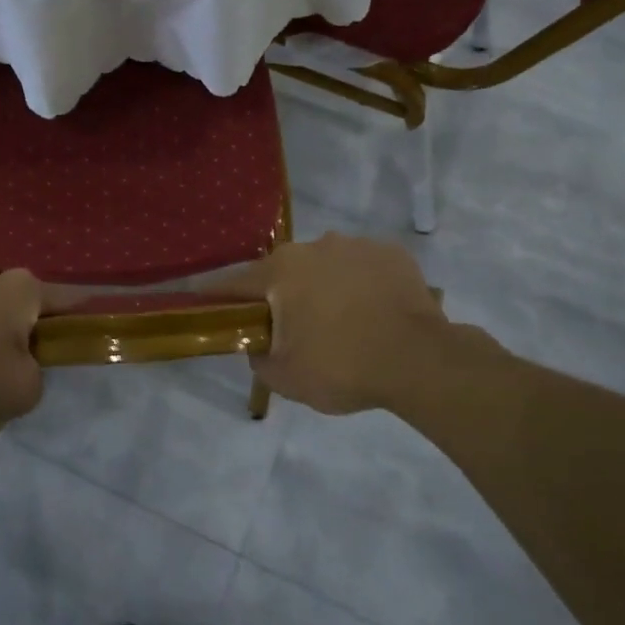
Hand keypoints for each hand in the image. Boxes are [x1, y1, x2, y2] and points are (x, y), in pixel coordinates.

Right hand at [225, 234, 494, 415]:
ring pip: (324, 266)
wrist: (421, 361)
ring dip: (322, 288)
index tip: (203, 305)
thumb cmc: (343, 367)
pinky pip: (362, 267)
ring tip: (340, 322)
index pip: (233, 283)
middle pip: (282, 272)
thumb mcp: (285, 378)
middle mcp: (313, 247)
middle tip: (291, 330)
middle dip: (280, 296)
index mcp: (280, 272)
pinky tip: (371, 312)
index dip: (215, 297)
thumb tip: (258, 345)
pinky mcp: (392, 253)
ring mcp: (355, 245)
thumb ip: (258, 358)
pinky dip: (359, 285)